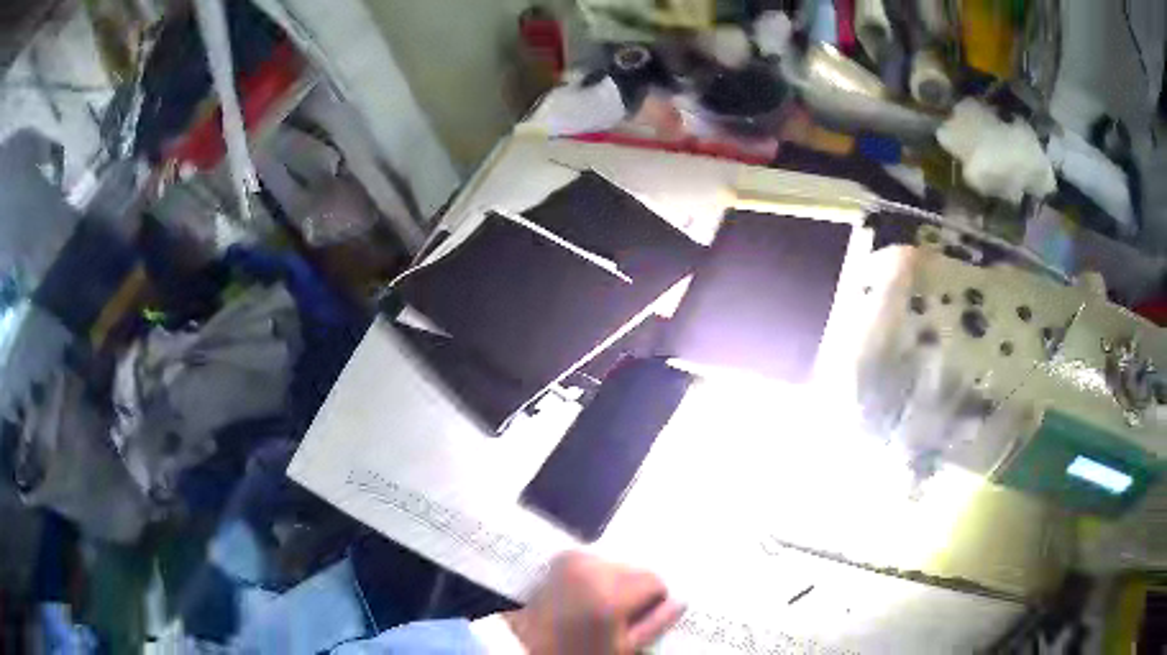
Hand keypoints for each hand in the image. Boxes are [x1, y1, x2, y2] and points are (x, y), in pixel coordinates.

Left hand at [503, 552, 684, 654]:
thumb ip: (656, 624)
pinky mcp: (563, 557)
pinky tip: (587, 594)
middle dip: (634, 590)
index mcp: (609, 594)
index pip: (655, 581)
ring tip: (599, 606)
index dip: (653, 602)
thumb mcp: (624, 649)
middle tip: (618, 615)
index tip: (637, 619)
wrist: (527, 645)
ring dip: (618, 582)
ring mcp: (574, 559)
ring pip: (619, 564)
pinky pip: (598, 560)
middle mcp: (592, 568)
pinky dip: (600, 575)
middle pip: (637, 570)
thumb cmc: (579, 653)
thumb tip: (681, 601)